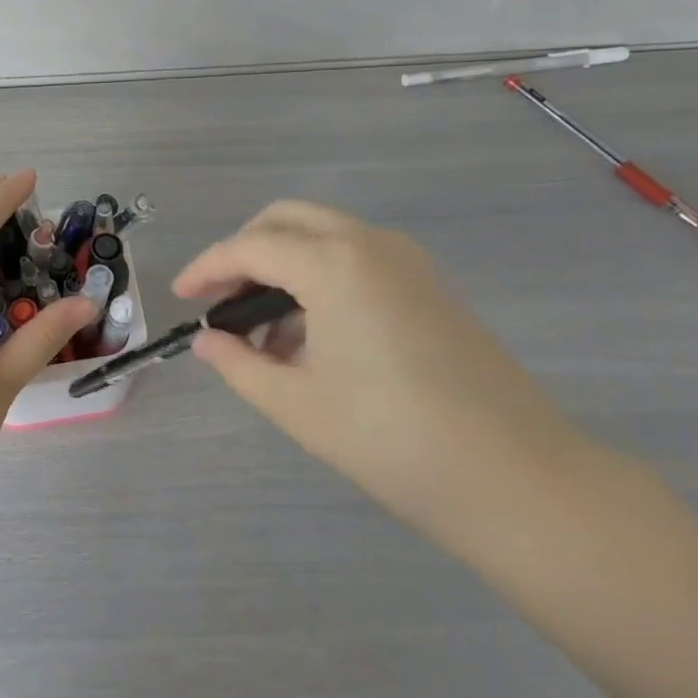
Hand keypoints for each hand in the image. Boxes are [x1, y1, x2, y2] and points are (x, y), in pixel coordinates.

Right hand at [174, 201, 586, 539]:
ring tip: (263, 331)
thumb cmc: (391, 439)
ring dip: (283, 263)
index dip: (206, 268)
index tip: (180, 297)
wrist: (517, 478)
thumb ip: (239, 364)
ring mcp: (407, 261)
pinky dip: (319, 275)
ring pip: (323, 234)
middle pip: (287, 220)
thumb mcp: (296, 404)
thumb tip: (208, 342)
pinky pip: (356, 257)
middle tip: (221, 300)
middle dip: (244, 251)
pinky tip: (310, 335)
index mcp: (333, 263)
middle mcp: (369, 244)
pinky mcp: (429, 285)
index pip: (249, 247)